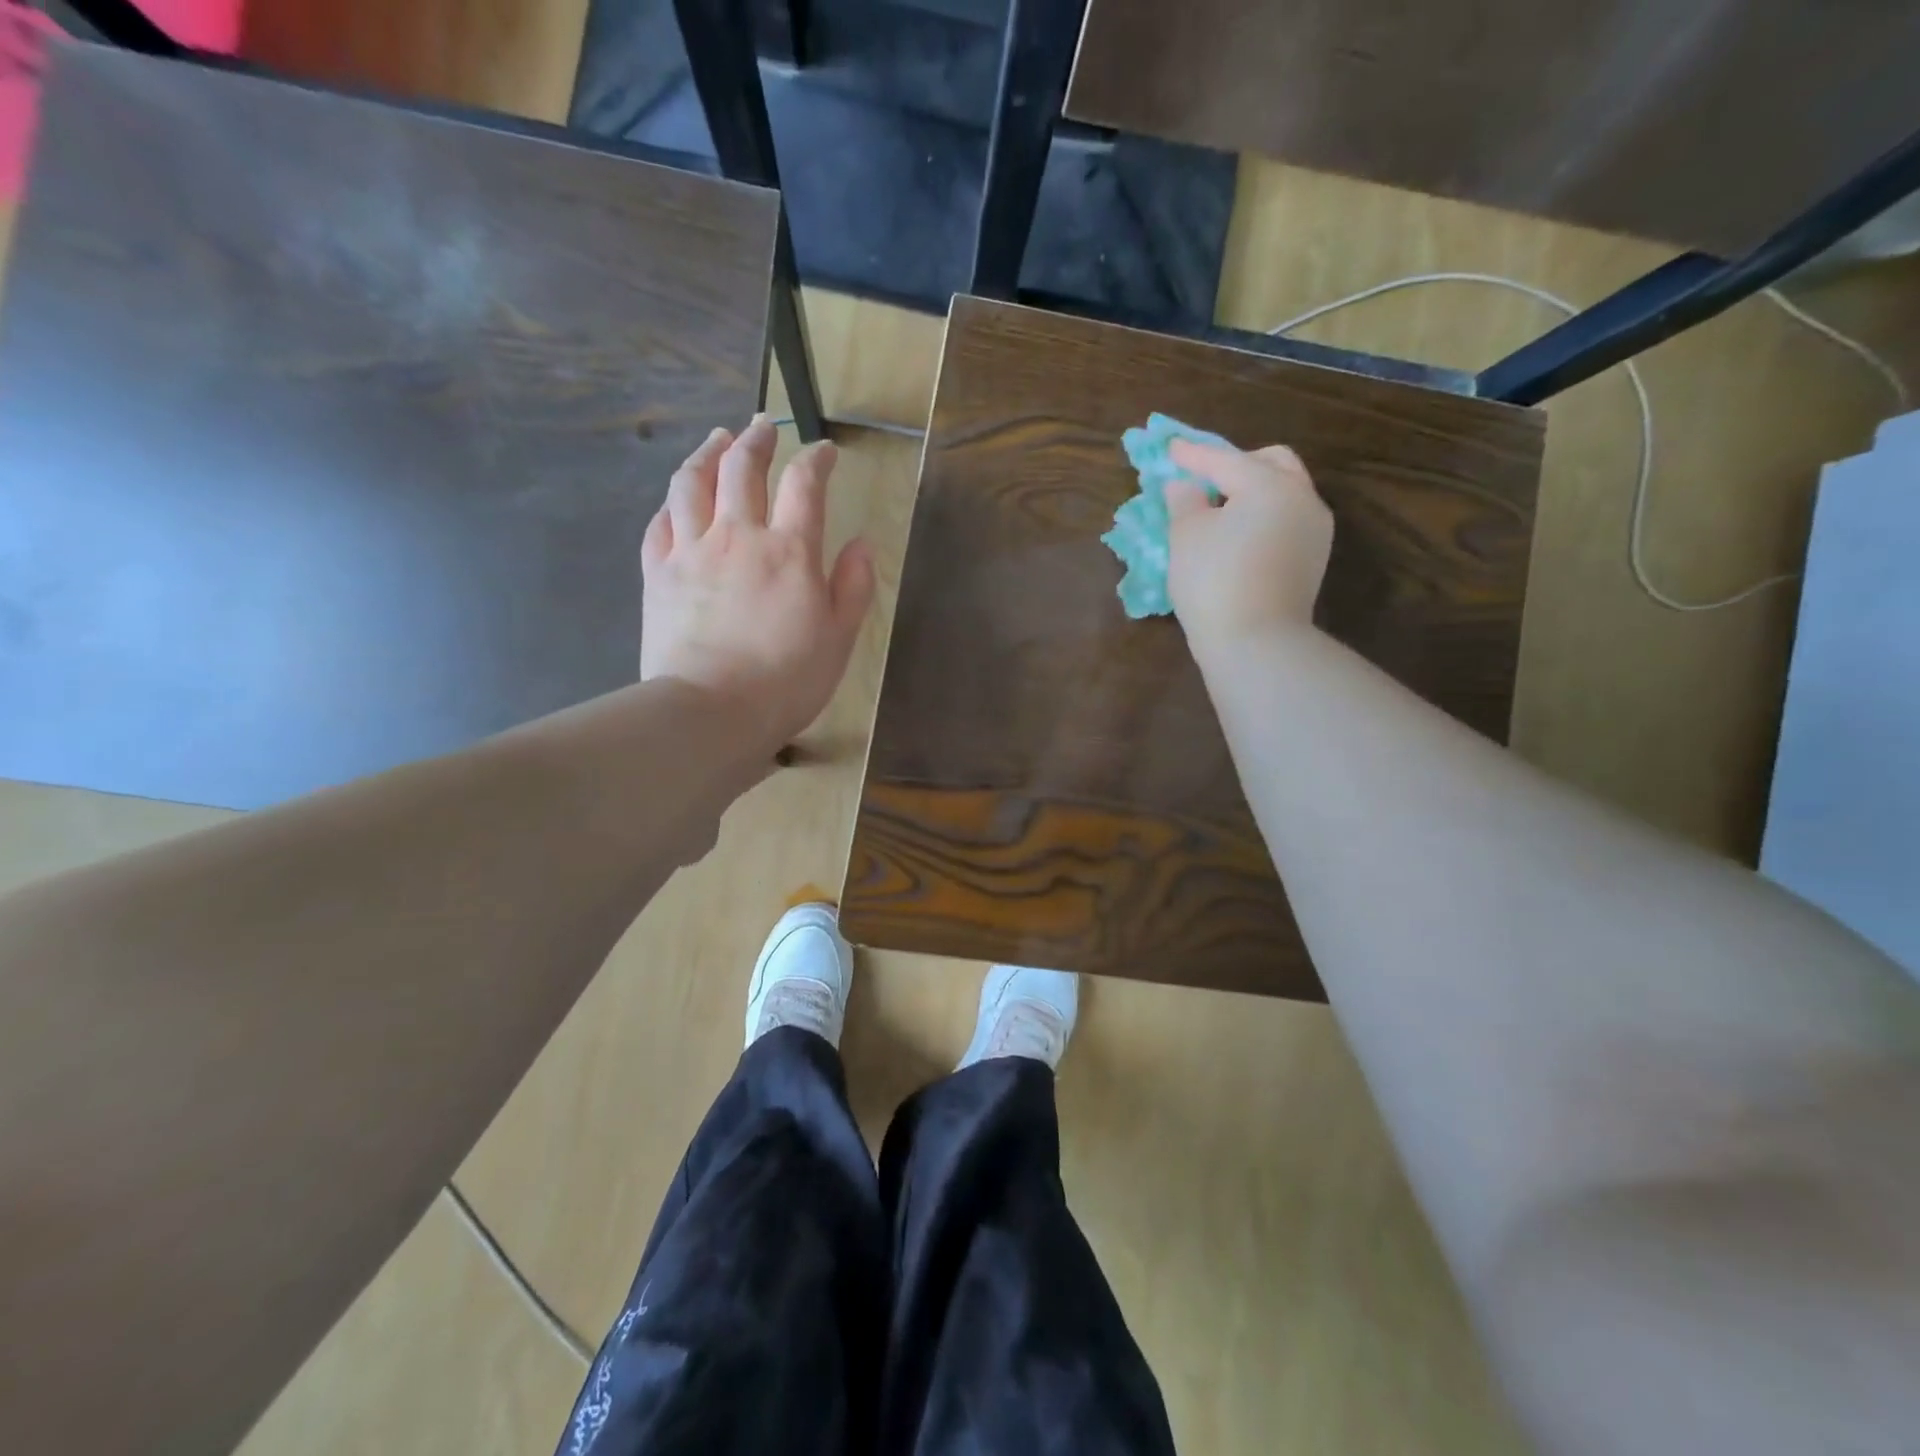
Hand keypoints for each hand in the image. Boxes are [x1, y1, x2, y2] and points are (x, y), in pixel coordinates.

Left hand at [640, 416, 874, 752]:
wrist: (711, 712)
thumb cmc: (786, 680)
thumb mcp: (839, 638)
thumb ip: (853, 586)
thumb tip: (861, 544)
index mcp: (789, 550)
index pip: (805, 484)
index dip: (817, 459)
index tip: (825, 451)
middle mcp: (737, 536)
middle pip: (741, 468)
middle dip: (756, 439)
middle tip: (763, 426)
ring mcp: (690, 551)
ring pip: (692, 483)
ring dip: (706, 454)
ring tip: (716, 440)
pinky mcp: (656, 574)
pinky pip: (659, 524)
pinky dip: (670, 504)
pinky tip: (676, 501)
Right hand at [1164, 439, 1332, 655]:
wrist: (1256, 642)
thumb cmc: (1214, 582)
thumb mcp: (1186, 537)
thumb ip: (1183, 501)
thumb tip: (1184, 485)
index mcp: (1270, 484)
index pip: (1224, 460)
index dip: (1193, 455)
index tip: (1170, 449)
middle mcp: (1301, 497)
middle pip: (1271, 463)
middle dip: (1236, 464)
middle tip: (1205, 477)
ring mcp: (1314, 529)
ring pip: (1285, 491)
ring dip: (1253, 489)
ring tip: (1221, 507)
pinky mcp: (1313, 559)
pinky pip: (1287, 520)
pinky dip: (1263, 515)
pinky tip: (1240, 533)